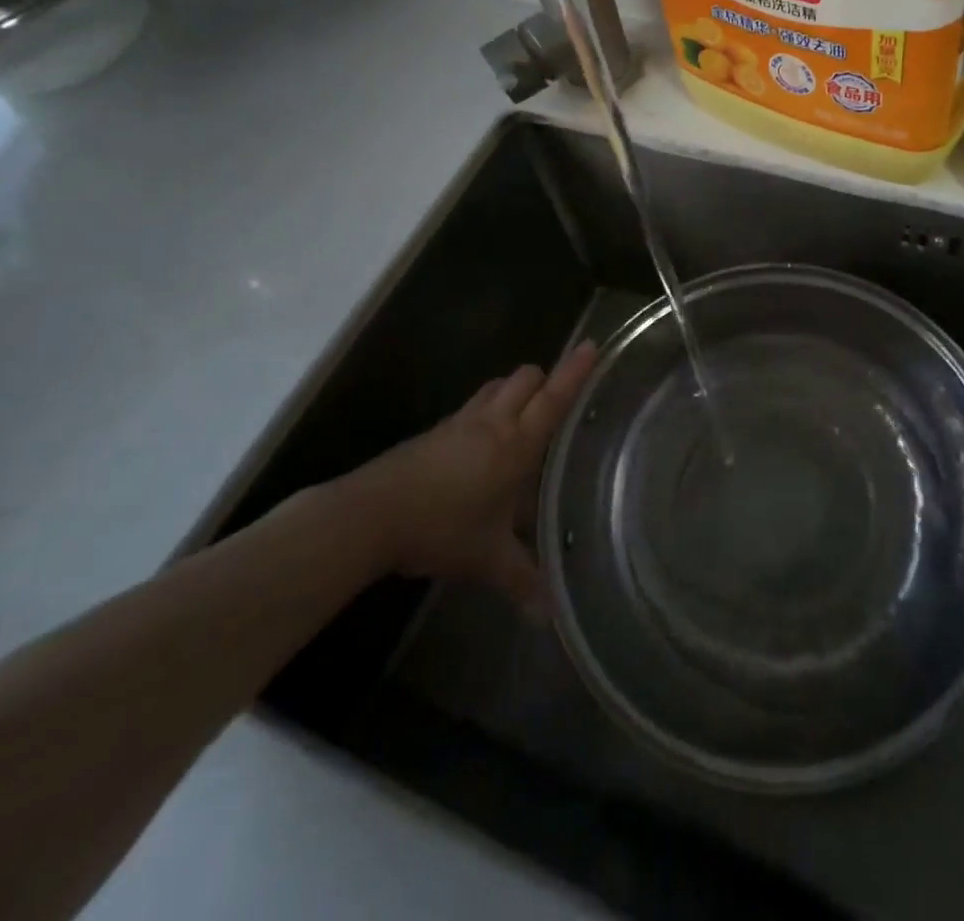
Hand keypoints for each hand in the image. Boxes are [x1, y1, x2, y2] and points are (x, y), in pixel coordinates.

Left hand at [334, 342, 598, 609]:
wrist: (371, 515)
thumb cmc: (441, 528)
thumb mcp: (487, 558)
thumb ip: (523, 581)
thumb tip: (549, 617)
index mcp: (516, 444)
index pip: (553, 399)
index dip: (575, 372)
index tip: (592, 345)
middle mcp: (492, 422)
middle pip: (525, 377)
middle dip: (544, 378)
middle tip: (556, 399)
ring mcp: (460, 423)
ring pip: (496, 386)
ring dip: (513, 390)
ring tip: (522, 416)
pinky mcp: (435, 432)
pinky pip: (472, 407)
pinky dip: (486, 411)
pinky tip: (482, 444)